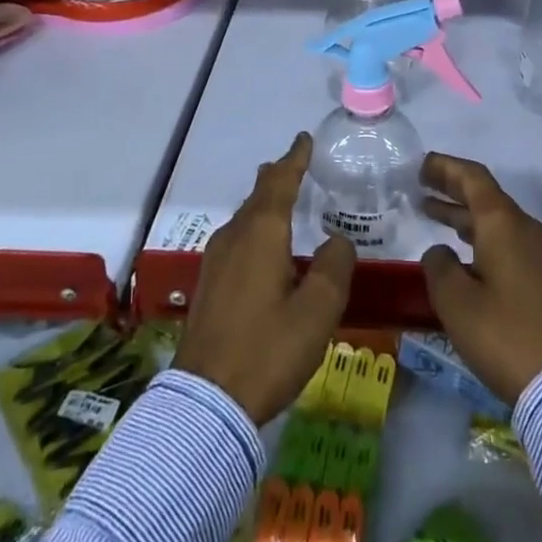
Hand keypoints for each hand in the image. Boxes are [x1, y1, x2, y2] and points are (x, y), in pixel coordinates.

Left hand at [173, 132, 355, 424]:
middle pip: (258, 195)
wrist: (205, 403)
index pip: (279, 181)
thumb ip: (334, 267)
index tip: (304, 138)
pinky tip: (262, 246)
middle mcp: (234, 237)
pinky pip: (236, 238)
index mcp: (261, 233)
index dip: (294, 159)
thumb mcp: (317, 311)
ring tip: (281, 198)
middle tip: (295, 164)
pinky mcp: (208, 285)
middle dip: (277, 177)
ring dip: (264, 203)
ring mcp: (215, 261)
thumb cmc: (268, 350)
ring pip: (244, 217)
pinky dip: (255, 227)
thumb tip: (336, 241)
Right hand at [418, 153, 541, 405]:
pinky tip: (461, 251)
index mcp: (502, 223)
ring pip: (494, 220)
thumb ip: (439, 267)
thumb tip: (439, 251)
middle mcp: (523, 228)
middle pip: (485, 195)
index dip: (445, 167)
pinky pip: (505, 240)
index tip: (421, 166)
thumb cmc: (505, 334)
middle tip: (422, 183)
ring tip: (431, 211)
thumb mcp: (456, 301)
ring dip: (463, 214)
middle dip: (452, 187)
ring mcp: (537, 253)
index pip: (472, 177)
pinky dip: (478, 235)